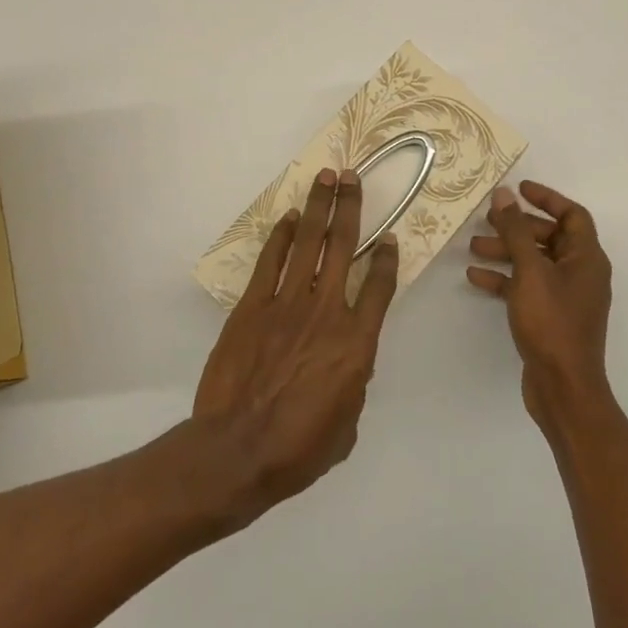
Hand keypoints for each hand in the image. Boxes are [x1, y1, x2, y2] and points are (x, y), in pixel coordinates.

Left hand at [194, 167, 400, 517]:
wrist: (238, 450)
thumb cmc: (299, 448)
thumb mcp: (346, 424)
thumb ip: (354, 383)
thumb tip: (349, 364)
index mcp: (356, 342)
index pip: (379, 287)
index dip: (386, 260)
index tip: (389, 239)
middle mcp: (326, 311)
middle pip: (343, 246)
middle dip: (350, 206)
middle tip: (352, 176)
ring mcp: (286, 303)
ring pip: (308, 242)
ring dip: (318, 206)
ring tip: (325, 177)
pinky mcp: (252, 306)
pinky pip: (270, 261)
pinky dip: (281, 236)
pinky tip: (289, 217)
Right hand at [468, 180, 613, 430]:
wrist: (563, 388)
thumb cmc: (552, 323)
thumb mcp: (530, 271)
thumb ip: (516, 231)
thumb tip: (505, 194)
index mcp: (587, 258)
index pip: (572, 215)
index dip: (547, 198)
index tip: (518, 189)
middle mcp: (580, 273)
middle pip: (549, 237)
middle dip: (517, 226)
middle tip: (487, 218)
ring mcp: (566, 297)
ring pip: (534, 262)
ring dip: (505, 251)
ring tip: (473, 247)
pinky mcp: (550, 317)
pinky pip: (526, 287)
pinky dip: (504, 278)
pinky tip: (475, 277)